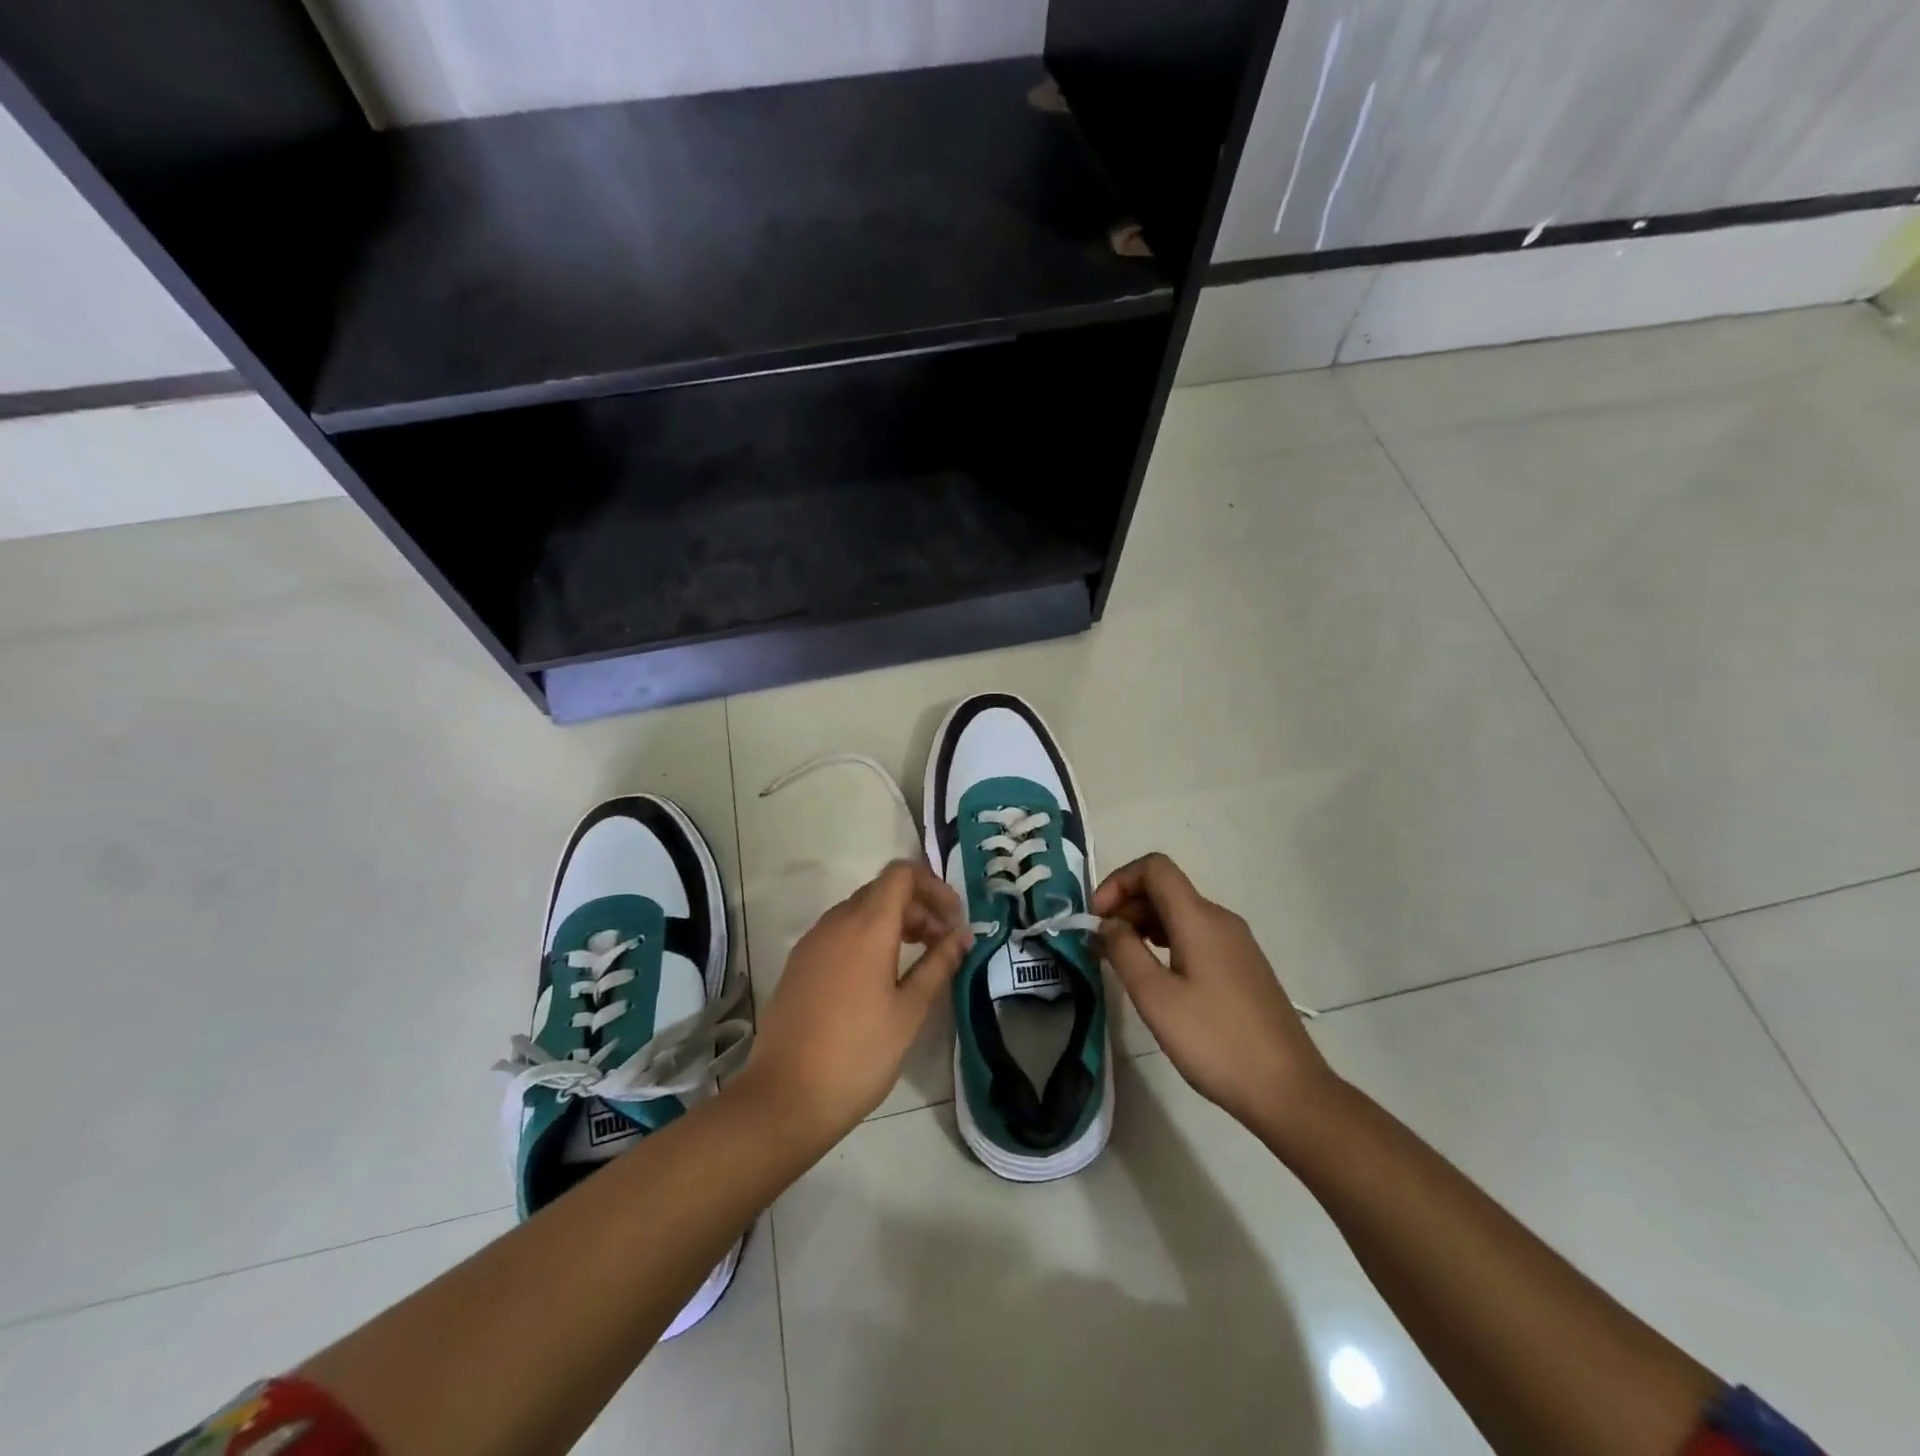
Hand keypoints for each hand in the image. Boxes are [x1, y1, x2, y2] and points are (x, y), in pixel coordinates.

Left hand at [739, 860, 970, 1143]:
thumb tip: (962, 935)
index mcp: (867, 926)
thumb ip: (938, 964)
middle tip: (941, 944)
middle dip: (917, 907)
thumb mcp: (910, 1011)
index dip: (933, 886)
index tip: (953, 920)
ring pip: (859, 911)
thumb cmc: (859, 1054)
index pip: (901, 874)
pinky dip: (866, 937)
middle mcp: (836, 922)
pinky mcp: (798, 963)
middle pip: (882, 890)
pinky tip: (878, 977)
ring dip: (892, 922)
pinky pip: (839, 932)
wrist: (785, 1097)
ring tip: (915, 960)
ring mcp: (812, 941)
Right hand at [1094, 853, 1335, 1133]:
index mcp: (1199, 918)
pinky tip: (1156, 977)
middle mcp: (1220, 920)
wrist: (1288, 1090)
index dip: (1118, 881)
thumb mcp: (1156, 997)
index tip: (1097, 918)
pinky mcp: (1242, 967)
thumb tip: (1107, 923)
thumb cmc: (1215, 1040)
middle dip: (1126, 905)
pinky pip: (1196, 935)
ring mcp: (1236, 943)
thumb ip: (1124, 951)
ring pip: (1180, 913)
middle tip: (1101, 945)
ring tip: (1122, 962)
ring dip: (1144, 925)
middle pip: (1165, 889)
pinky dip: (1166, 942)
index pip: (1154, 867)